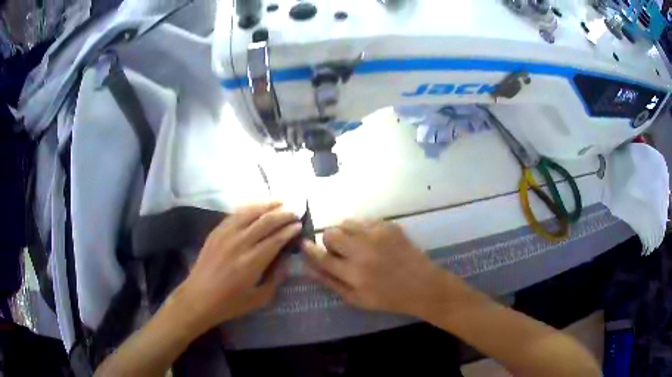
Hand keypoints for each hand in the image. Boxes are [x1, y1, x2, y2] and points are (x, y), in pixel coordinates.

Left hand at [174, 202, 300, 330]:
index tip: (299, 225)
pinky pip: (234, 214)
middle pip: (265, 221)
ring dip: (267, 205)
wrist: (199, 297)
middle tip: (294, 213)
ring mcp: (225, 235)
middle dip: (283, 215)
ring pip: (249, 213)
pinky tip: (256, 207)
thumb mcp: (259, 298)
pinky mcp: (215, 232)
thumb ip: (276, 278)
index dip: (290, 230)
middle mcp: (239, 243)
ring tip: (279, 202)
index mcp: (252, 262)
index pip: (276, 239)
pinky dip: (248, 208)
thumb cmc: (230, 303)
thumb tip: (286, 260)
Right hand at [303, 219, 444, 316]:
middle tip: (339, 250)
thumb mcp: (356, 299)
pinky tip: (372, 241)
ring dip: (345, 233)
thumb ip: (330, 282)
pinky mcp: (389, 226)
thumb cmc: (388, 297)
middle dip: (329, 241)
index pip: (322, 257)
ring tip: (356, 244)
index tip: (304, 245)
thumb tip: (307, 267)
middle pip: (331, 234)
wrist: (422, 285)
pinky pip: (364, 220)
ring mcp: (377, 235)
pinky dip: (362, 229)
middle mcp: (363, 251)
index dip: (310, 250)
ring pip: (346, 223)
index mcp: (354, 274)